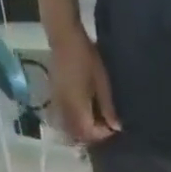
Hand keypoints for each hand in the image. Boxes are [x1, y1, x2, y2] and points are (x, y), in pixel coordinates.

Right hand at [48, 28, 120, 144]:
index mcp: (77, 108)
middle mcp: (65, 111)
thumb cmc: (86, 57)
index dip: (103, 135)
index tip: (114, 129)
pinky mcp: (54, 98)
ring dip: (83, 130)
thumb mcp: (102, 82)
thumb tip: (116, 127)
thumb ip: (108, 107)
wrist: (63, 36)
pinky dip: (74, 122)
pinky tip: (84, 113)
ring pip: (70, 128)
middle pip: (79, 134)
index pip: (90, 133)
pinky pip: (64, 119)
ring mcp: (58, 105)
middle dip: (93, 135)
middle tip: (106, 127)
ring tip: (96, 122)